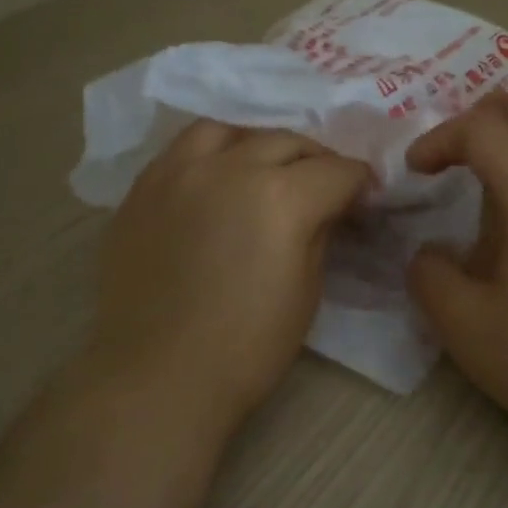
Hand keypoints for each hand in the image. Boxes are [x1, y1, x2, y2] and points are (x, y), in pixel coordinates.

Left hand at [88, 121, 370, 436]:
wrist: (160, 376)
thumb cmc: (247, 348)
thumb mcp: (306, 291)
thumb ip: (319, 233)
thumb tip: (326, 209)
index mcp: (281, 196)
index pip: (337, 171)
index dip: (360, 184)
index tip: (365, 199)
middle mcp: (229, 168)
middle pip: (286, 142)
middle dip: (316, 160)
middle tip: (324, 187)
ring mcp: (177, 173)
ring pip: (227, 131)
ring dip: (256, 145)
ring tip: (262, 169)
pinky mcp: (142, 190)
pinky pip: (181, 152)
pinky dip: (210, 157)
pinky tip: (215, 183)